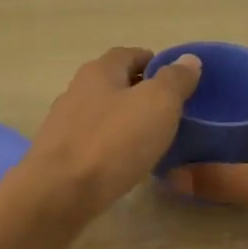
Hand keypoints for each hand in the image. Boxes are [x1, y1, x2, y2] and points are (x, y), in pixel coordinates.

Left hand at [20, 47, 202, 221]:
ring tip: (151, 140)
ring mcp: (64, 125)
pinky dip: (111, 147)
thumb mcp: (157, 105)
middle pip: (114, 84)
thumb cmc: (113, 142)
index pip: (130, 54)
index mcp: (99, 71)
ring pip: (102, 114)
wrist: (59, 194)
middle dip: (141, 93)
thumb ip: (174, 80)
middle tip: (170, 112)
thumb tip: (188, 59)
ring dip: (125, 121)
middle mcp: (76, 91)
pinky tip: (125, 163)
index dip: (154, 62)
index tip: (177, 81)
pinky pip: (93, 143)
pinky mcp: (59, 156)